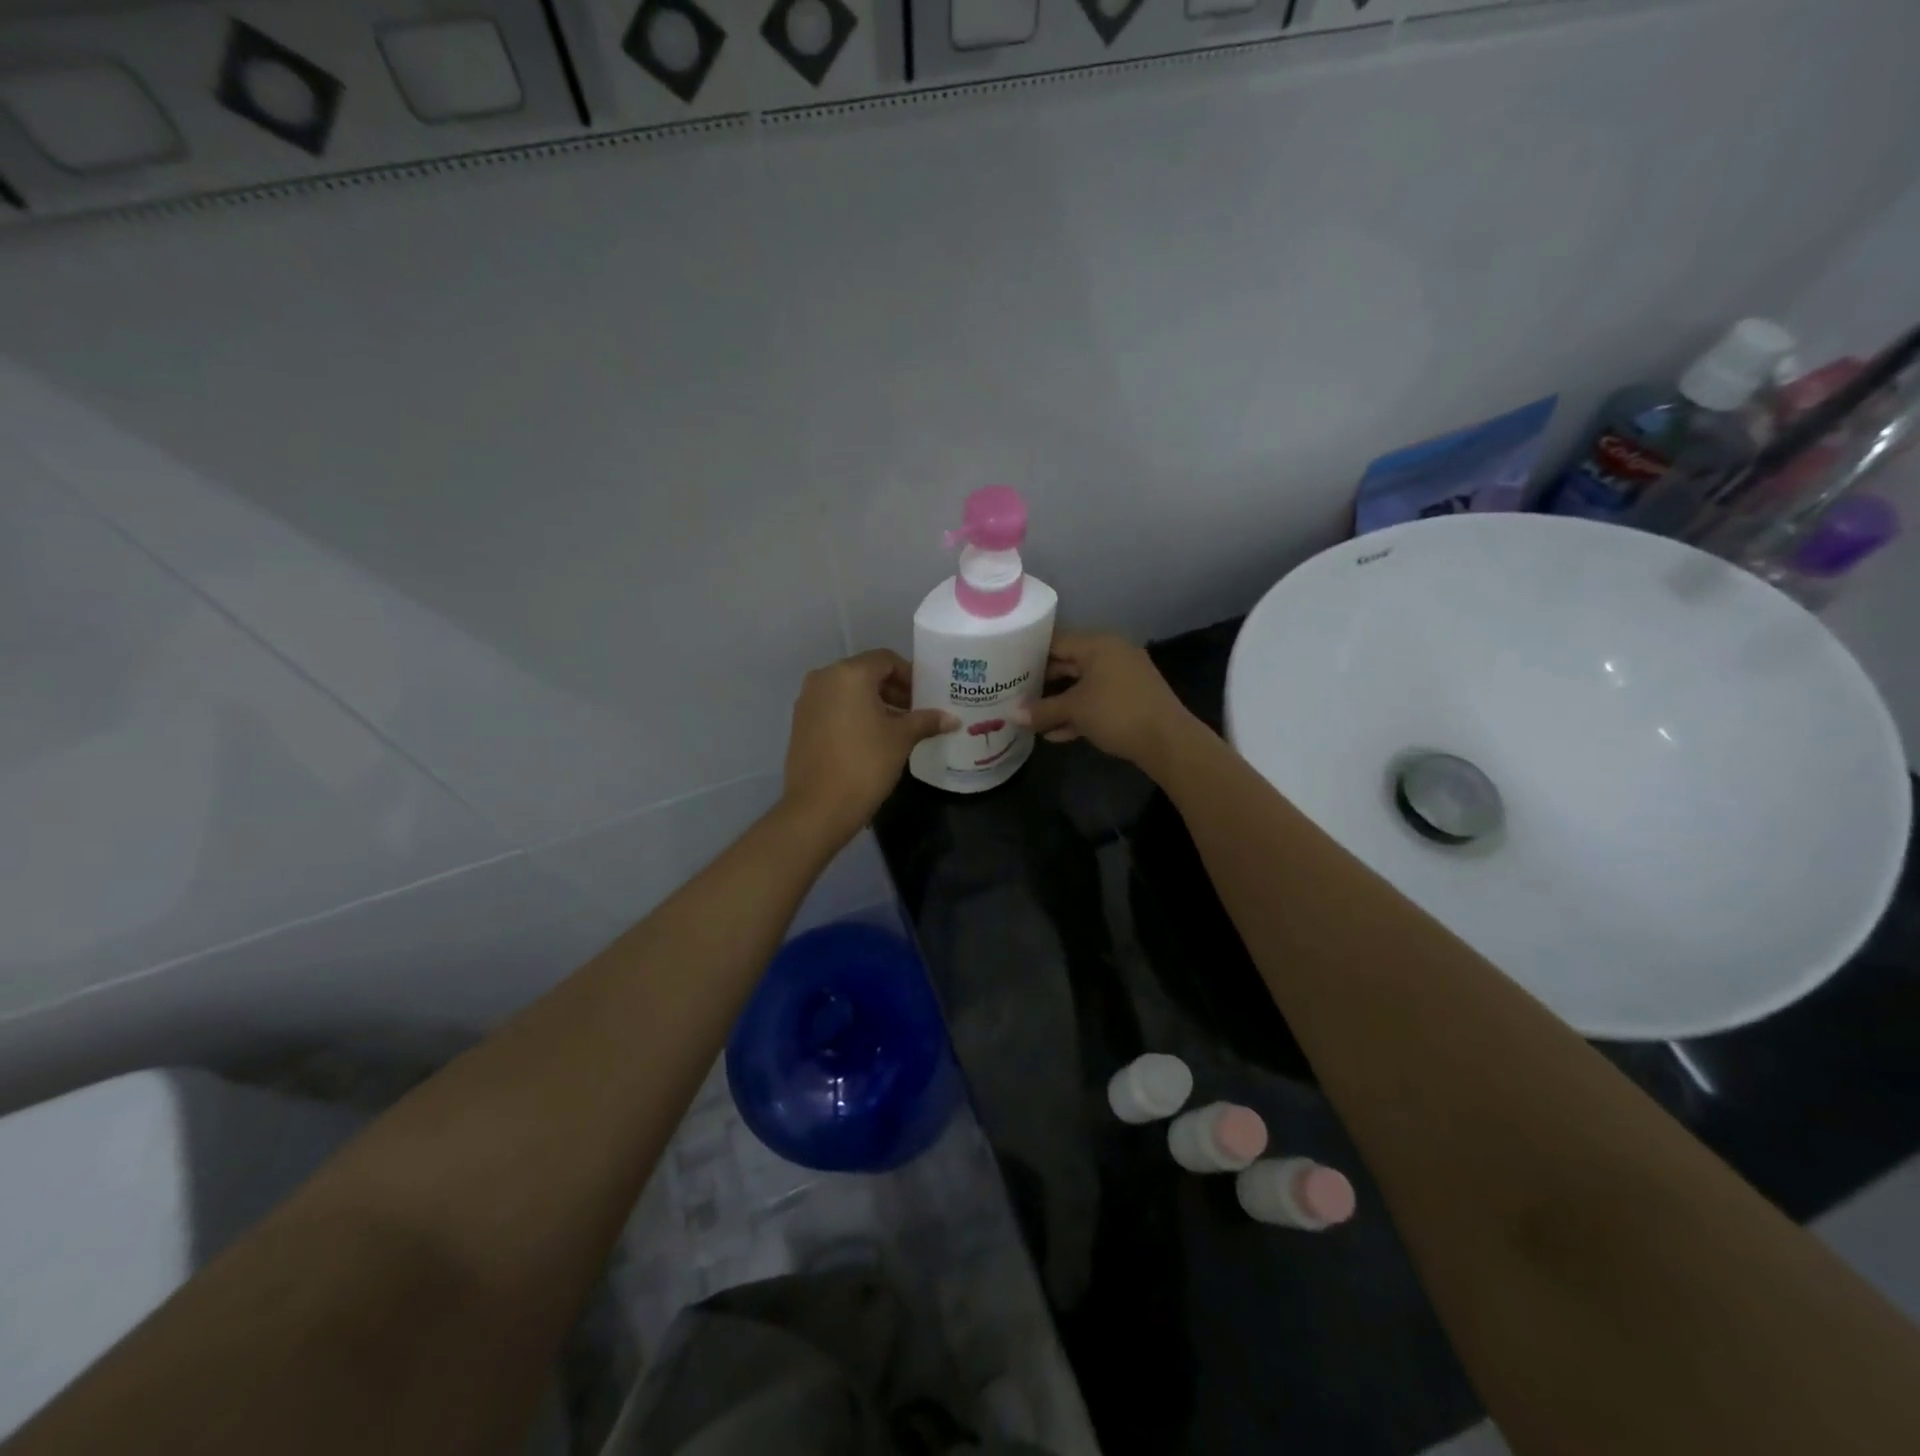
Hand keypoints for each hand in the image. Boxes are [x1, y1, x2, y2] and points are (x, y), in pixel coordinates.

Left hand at [783, 649, 956, 841]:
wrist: (818, 807)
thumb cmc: (865, 764)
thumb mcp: (901, 739)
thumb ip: (926, 721)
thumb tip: (952, 719)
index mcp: (849, 674)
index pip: (886, 660)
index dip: (910, 675)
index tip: (926, 697)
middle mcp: (823, 678)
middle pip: (865, 673)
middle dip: (893, 689)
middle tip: (916, 713)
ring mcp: (807, 700)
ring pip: (848, 691)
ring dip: (874, 703)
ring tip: (897, 728)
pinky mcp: (800, 722)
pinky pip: (833, 707)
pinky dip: (853, 714)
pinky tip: (871, 739)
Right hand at [1014, 631, 1200, 768]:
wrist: (1168, 741)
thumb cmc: (1117, 713)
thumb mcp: (1074, 710)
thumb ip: (1042, 710)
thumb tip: (1012, 716)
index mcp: (1098, 644)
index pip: (1055, 641)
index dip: (1029, 654)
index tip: (1006, 667)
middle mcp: (1111, 653)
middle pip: (1068, 663)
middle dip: (1042, 681)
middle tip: (1013, 693)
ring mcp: (1123, 677)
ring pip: (1081, 685)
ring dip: (1058, 702)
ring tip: (1030, 717)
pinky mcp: (1130, 699)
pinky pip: (1096, 701)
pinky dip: (1078, 713)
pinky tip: (1056, 734)